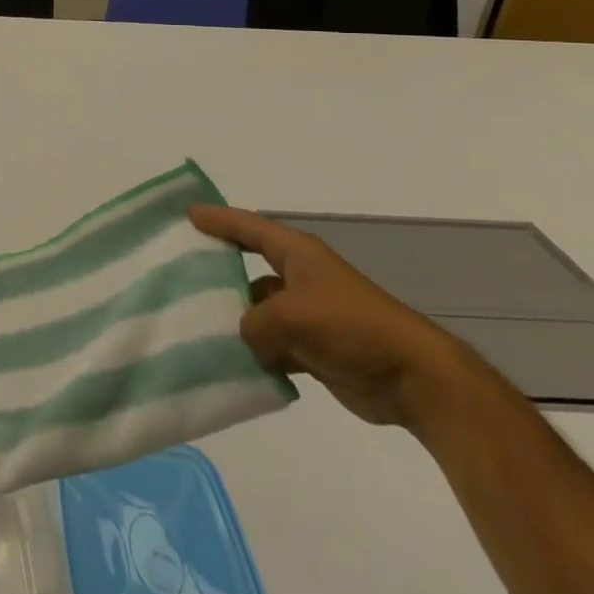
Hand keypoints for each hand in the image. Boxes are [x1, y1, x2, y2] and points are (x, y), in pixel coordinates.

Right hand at [190, 203, 484, 429]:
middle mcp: (301, 278)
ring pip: (259, 311)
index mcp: (297, 254)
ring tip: (196, 326)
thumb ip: (253, 323)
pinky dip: (256, 353)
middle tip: (180, 274)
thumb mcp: (289, 315)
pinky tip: (231, 363)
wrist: (413, 377)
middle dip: (219, 273)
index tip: (188, 216)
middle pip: (249, 269)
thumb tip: (248, 338)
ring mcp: (309, 315)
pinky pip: (273, 345)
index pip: (249, 228)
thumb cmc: (350, 326)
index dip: (218, 220)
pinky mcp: (315, 349)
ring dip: (236, 321)